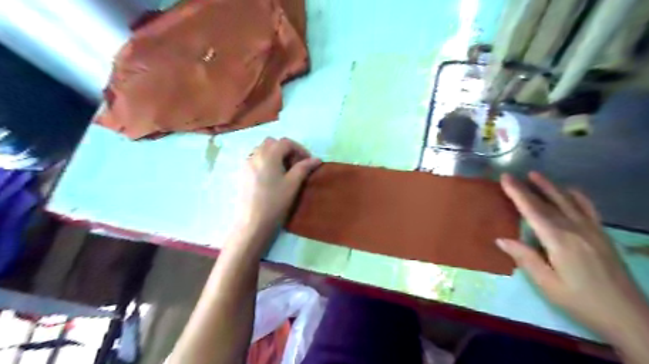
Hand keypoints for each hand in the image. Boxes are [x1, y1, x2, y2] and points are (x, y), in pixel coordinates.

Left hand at [238, 138, 319, 234]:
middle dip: (285, 149)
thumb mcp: (293, 184)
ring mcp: (246, 164)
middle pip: (272, 142)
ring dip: (275, 154)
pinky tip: (271, 177)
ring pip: (262, 150)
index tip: (307, 161)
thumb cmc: (275, 202)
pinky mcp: (242, 173)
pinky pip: (255, 159)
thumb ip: (304, 168)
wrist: (252, 222)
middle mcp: (255, 155)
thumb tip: (316, 159)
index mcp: (268, 155)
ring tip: (283, 170)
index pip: (286, 142)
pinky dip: (265, 161)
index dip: (299, 148)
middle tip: (295, 164)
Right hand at [497, 171, 648, 344]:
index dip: (517, 193)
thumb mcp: (547, 284)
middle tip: (512, 175)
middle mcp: (576, 230)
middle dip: (528, 188)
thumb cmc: (581, 301)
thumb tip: (501, 239)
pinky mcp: (602, 236)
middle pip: (548, 203)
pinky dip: (578, 197)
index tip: (505, 178)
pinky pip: (589, 209)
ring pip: (568, 202)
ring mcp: (592, 231)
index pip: (533, 211)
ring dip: (550, 187)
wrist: (628, 316)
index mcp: (559, 240)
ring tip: (536, 175)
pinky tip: (571, 191)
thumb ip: (525, 258)